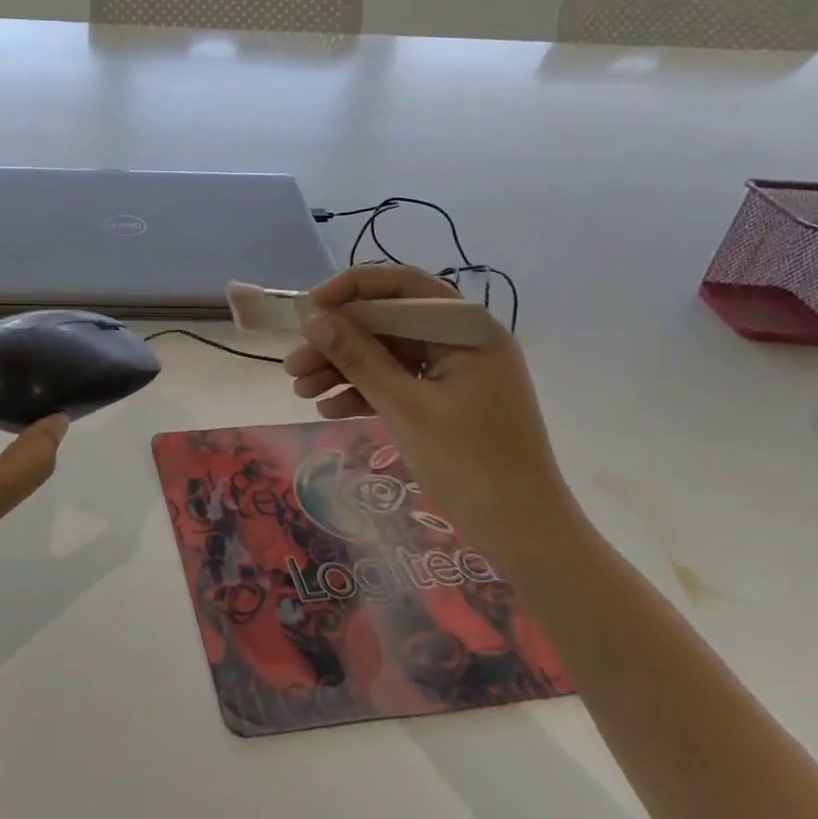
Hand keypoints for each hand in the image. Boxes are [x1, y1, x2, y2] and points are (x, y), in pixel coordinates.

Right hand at [284, 267, 581, 556]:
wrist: (523, 531)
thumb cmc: (471, 463)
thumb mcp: (406, 406)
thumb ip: (359, 358)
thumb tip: (315, 319)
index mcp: (466, 330)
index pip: (403, 287)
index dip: (351, 290)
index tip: (309, 309)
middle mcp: (462, 341)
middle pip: (389, 323)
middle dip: (338, 341)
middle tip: (294, 364)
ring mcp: (456, 373)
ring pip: (388, 355)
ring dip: (343, 369)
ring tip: (300, 391)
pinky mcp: (447, 401)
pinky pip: (399, 383)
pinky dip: (365, 393)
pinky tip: (329, 409)